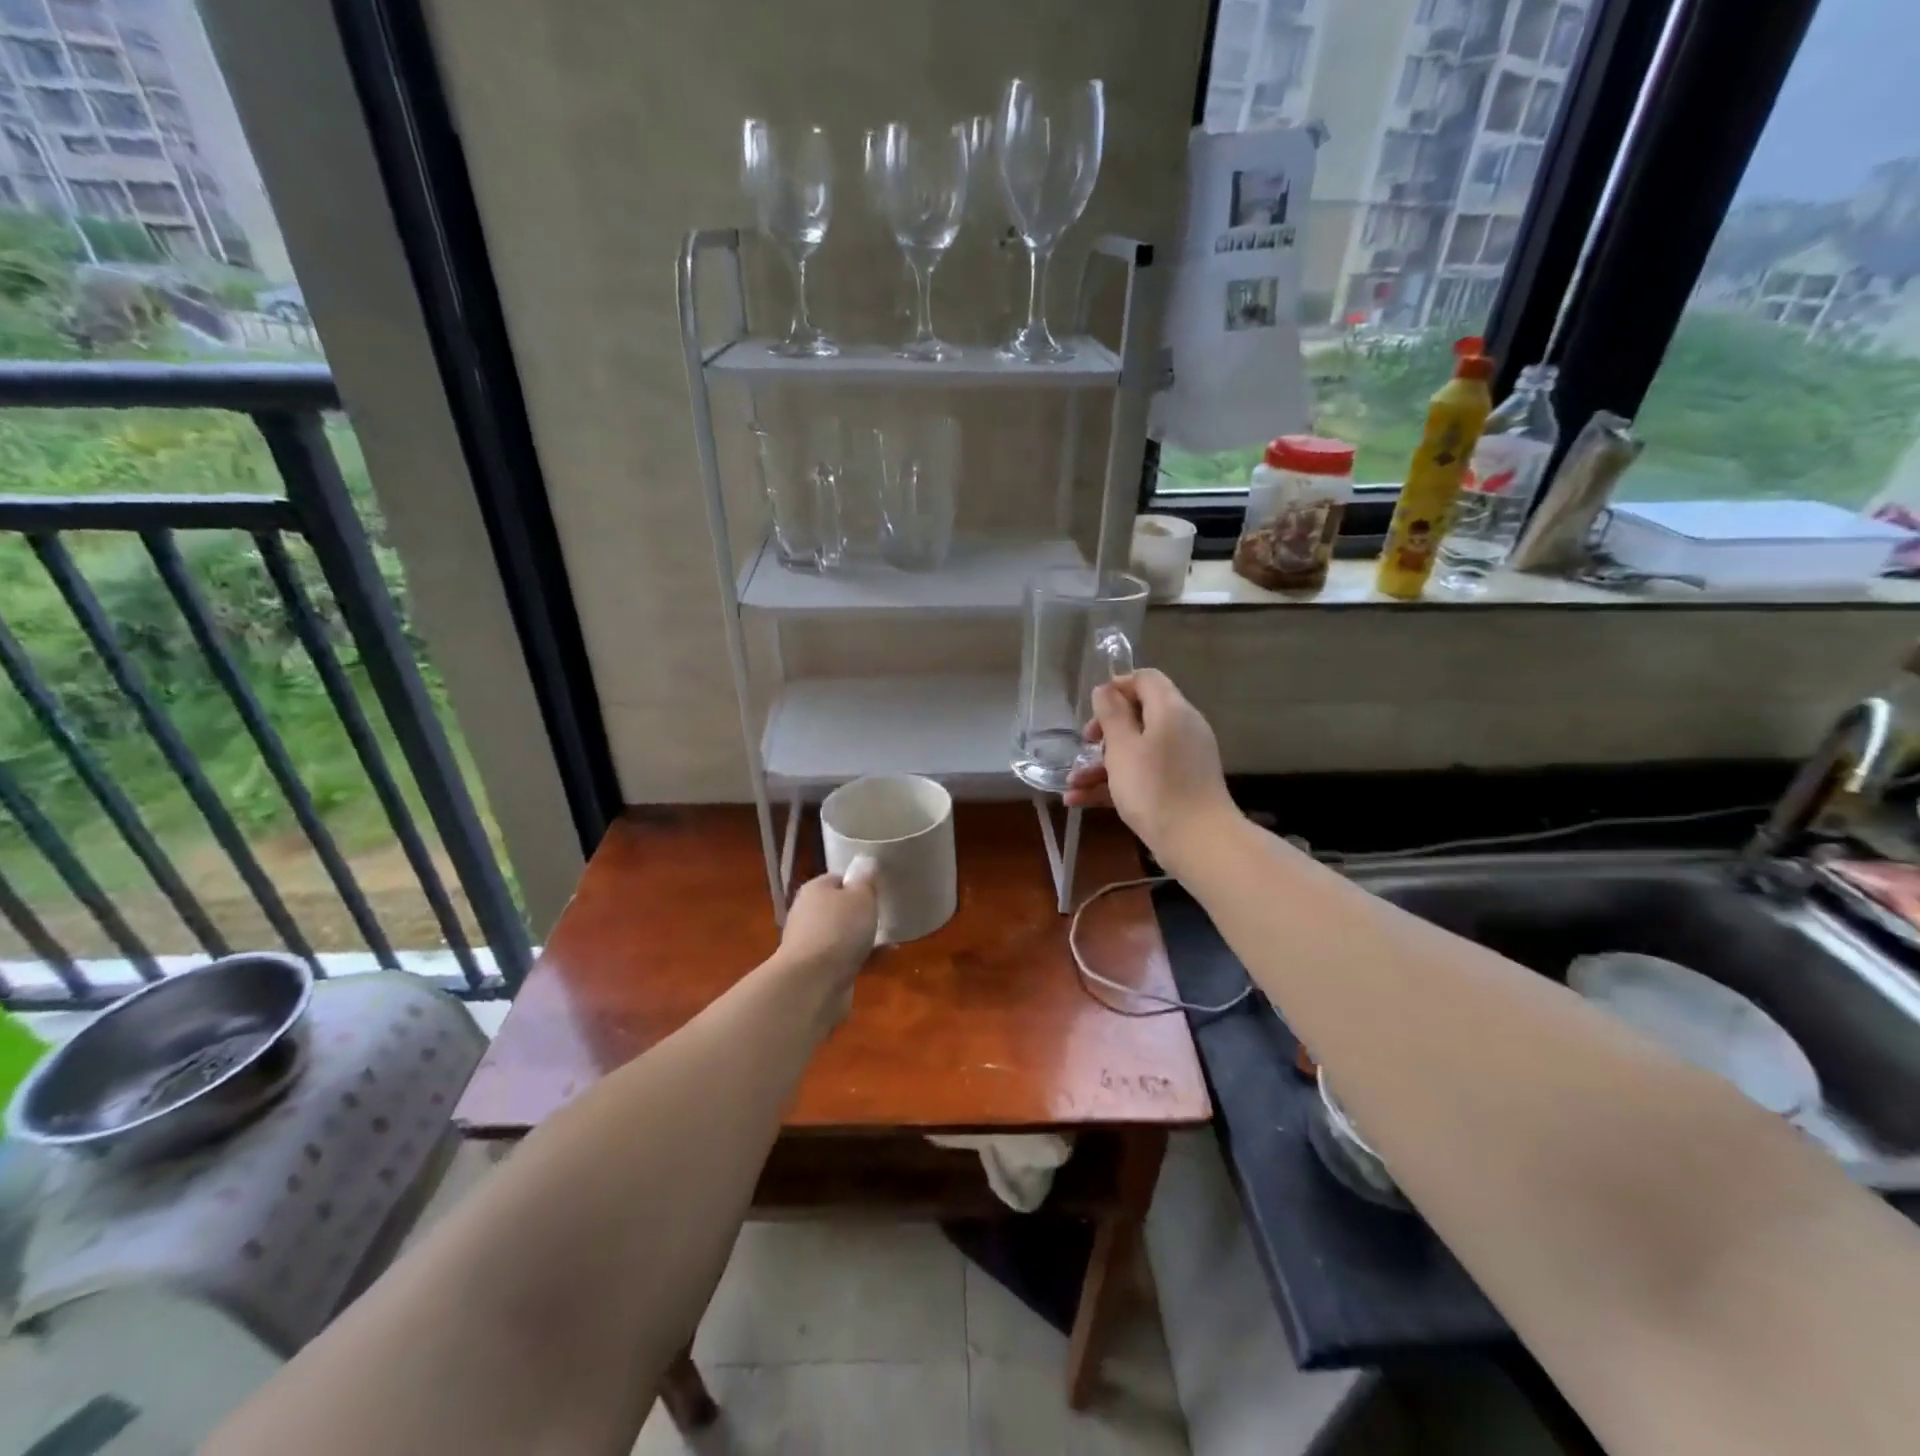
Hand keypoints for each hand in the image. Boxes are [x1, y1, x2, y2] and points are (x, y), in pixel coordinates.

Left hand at [777, 863, 878, 1021]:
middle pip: (838, 907)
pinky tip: (883, 959)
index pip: (838, 878)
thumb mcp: (861, 896)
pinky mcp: (817, 970)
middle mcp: (808, 914)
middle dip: (860, 912)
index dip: (858, 882)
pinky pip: (844, 958)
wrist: (813, 983)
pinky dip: (861, 958)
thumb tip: (865, 861)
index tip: (879, 889)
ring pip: (841, 935)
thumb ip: (866, 879)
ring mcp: (810, 943)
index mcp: (815, 889)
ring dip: (861, 937)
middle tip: (885, 913)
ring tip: (889, 938)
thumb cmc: (839, 930)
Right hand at [1064, 668, 1235, 869]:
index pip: (1146, 679)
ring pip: (1137, 750)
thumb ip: (1111, 714)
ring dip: (1102, 764)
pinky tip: (1079, 801)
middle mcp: (1181, 729)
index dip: (1117, 687)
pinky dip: (1115, 783)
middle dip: (1105, 730)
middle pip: (1140, 715)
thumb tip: (1106, 689)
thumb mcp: (1123, 747)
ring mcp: (1182, 759)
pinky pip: (1144, 774)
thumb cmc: (1154, 788)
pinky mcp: (1179, 786)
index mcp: (1171, 710)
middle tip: (1085, 744)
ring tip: (1072, 784)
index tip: (1093, 708)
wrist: (1197, 842)